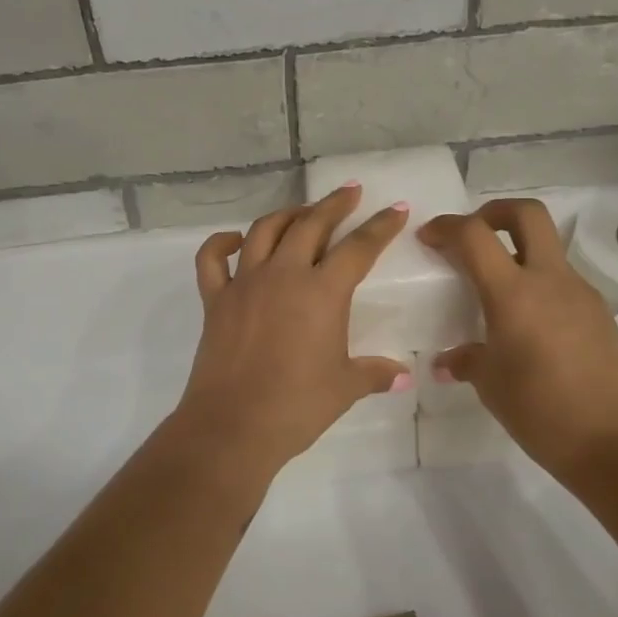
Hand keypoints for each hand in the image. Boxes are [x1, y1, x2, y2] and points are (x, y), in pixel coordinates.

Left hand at [172, 185, 410, 476]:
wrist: (233, 426)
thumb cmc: (297, 406)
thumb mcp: (345, 387)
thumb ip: (375, 373)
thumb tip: (405, 375)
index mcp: (322, 292)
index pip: (359, 247)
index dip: (381, 226)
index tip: (397, 209)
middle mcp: (284, 275)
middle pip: (311, 224)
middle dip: (335, 204)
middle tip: (350, 191)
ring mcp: (245, 283)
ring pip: (265, 230)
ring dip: (287, 214)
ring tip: (303, 212)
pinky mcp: (215, 299)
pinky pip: (212, 259)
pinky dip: (222, 243)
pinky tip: (236, 241)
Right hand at [420, 199, 617, 478]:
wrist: (616, 441)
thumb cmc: (541, 410)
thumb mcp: (491, 385)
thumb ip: (466, 360)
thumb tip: (449, 361)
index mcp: (514, 293)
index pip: (474, 235)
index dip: (447, 226)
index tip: (429, 238)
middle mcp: (549, 280)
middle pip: (526, 214)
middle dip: (493, 211)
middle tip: (473, 234)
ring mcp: (580, 293)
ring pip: (547, 248)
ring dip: (518, 252)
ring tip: (497, 291)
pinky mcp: (599, 313)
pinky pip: (562, 282)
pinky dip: (538, 284)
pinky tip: (528, 324)